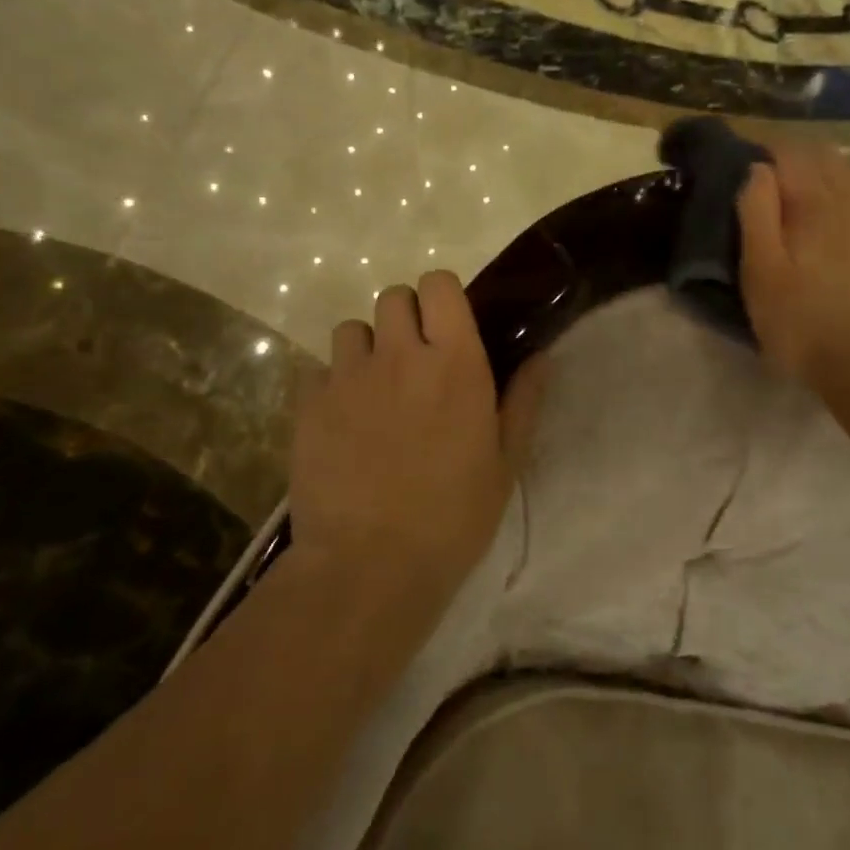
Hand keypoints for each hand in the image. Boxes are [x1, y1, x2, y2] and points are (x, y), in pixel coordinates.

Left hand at [288, 271, 511, 600]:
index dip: (443, 296)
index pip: (439, 284)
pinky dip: (331, 385)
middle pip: (392, 296)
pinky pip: (318, 370)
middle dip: (405, 318)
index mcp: (454, 361)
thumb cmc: (452, 516)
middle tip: (414, 360)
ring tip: (374, 389)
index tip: (448, 326)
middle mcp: (399, 354)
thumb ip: (523, 400)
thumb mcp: (504, 462)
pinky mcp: (308, 404)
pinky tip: (342, 421)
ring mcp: (348, 377)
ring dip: (366, 348)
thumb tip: (540, 356)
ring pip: (351, 329)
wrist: (369, 566)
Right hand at [736, 141, 849, 388]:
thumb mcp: (760, 274)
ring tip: (812, 183)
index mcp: (814, 200)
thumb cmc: (802, 324)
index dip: (765, 150)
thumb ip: (756, 214)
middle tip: (774, 178)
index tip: (748, 164)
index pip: (788, 150)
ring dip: (830, 165)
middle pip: (824, 154)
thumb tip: (759, 169)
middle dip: (796, 156)